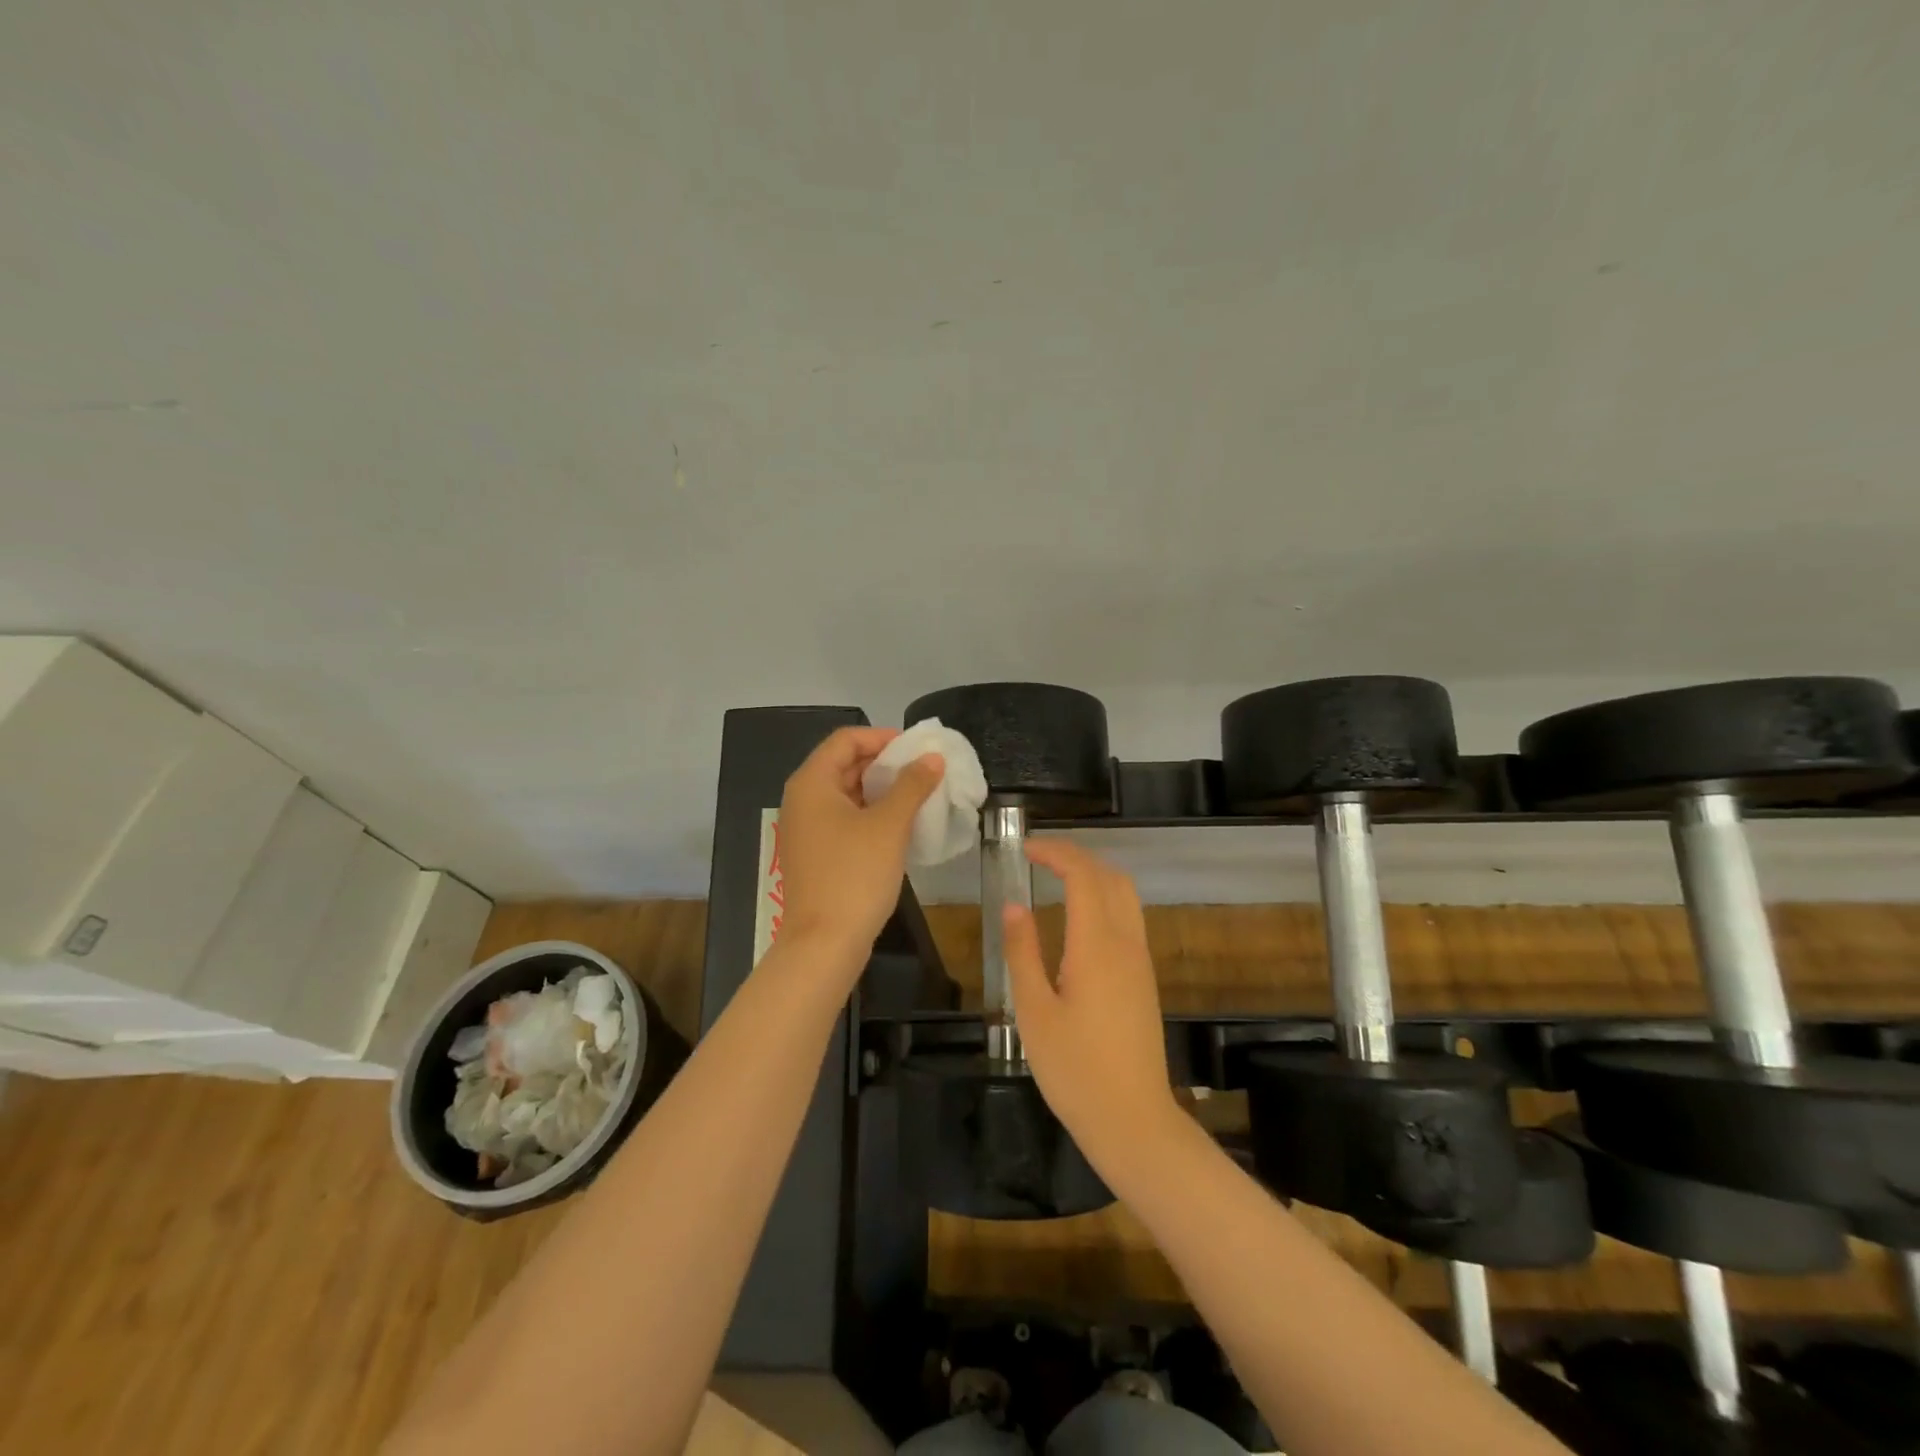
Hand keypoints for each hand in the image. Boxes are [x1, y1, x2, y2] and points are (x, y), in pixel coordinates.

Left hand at [776, 726, 943, 968]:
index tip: (918, 749)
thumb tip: (932, 758)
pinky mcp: (816, 854)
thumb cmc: (854, 875)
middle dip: (885, 764)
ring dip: (882, 790)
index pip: (846, 739)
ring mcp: (806, 829)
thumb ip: (912, 785)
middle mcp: (802, 799)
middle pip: (844, 764)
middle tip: (924, 771)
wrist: (824, 944)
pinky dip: (872, 815)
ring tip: (919, 796)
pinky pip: (845, 820)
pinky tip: (901, 826)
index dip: (883, 737)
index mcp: (812, 782)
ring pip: (847, 794)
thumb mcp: (889, 825)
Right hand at [1003, 840, 1181, 1172]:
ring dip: (1094, 876)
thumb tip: (1015, 905)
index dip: (1056, 852)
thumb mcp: (1033, 1011)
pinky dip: (1105, 899)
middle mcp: (1126, 943)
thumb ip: (1023, 952)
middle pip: (1111, 877)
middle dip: (1077, 857)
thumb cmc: (1075, 1069)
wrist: (1133, 1121)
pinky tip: (1078, 920)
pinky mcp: (1144, 979)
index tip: (1025, 849)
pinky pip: (1129, 919)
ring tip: (1056, 880)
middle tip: (1038, 859)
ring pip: (1126, 896)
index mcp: (1097, 945)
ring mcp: (1140, 961)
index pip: (1083, 875)